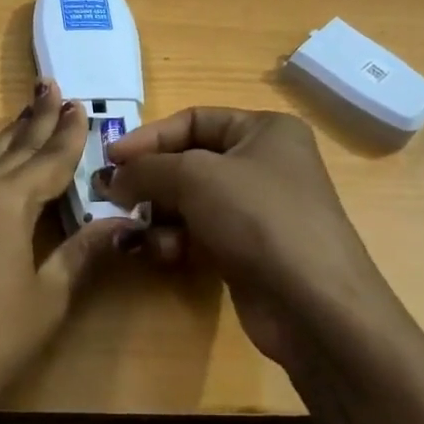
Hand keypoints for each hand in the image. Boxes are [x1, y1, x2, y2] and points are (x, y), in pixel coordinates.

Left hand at [0, 80, 138, 423]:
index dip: (68, 136)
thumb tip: (123, 223)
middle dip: (36, 121)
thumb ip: (81, 254)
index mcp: (7, 202)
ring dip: (7, 136)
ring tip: (23, 114)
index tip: (81, 107)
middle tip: (52, 89)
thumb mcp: (46, 299)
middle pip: (12, 149)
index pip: (48, 160)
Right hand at [102, 108, 401, 369]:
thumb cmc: (258, 218)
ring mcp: (258, 210)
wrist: (313, 304)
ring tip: (140, 232)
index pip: (194, 119)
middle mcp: (264, 164)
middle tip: (113, 198)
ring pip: (190, 202)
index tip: (110, 159)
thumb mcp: (195, 177)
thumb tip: (111, 178)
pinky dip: (178, 240)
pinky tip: (165, 254)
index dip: (149, 137)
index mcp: (265, 131)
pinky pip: (200, 233)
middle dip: (151, 181)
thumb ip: (146, 169)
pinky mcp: (248, 249)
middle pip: (189, 162)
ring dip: (160, 216)